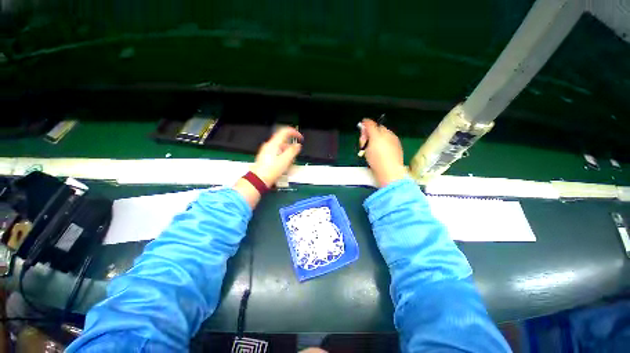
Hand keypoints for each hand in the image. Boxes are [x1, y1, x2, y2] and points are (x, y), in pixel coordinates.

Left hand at [234, 127, 302, 207]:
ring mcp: (266, 150)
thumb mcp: (285, 160)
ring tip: (290, 160)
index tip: (300, 138)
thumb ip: (293, 151)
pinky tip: (284, 163)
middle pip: (283, 140)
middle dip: (291, 145)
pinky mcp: (265, 156)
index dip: (294, 133)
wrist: (259, 179)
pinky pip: (276, 152)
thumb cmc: (271, 170)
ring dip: (287, 151)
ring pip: (280, 147)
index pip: (285, 131)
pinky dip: (282, 155)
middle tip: (296, 151)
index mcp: (274, 143)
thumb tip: (298, 146)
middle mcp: (269, 145)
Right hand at [360, 118, 407, 187]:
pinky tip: (372, 158)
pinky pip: (378, 152)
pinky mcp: (388, 158)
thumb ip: (370, 127)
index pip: (375, 126)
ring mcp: (389, 149)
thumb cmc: (380, 155)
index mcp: (387, 133)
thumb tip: (366, 120)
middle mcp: (389, 139)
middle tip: (363, 145)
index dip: (366, 129)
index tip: (361, 136)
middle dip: (367, 139)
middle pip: (374, 135)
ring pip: (375, 144)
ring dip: (369, 146)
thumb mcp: (373, 138)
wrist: (388, 172)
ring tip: (367, 153)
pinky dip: (373, 153)